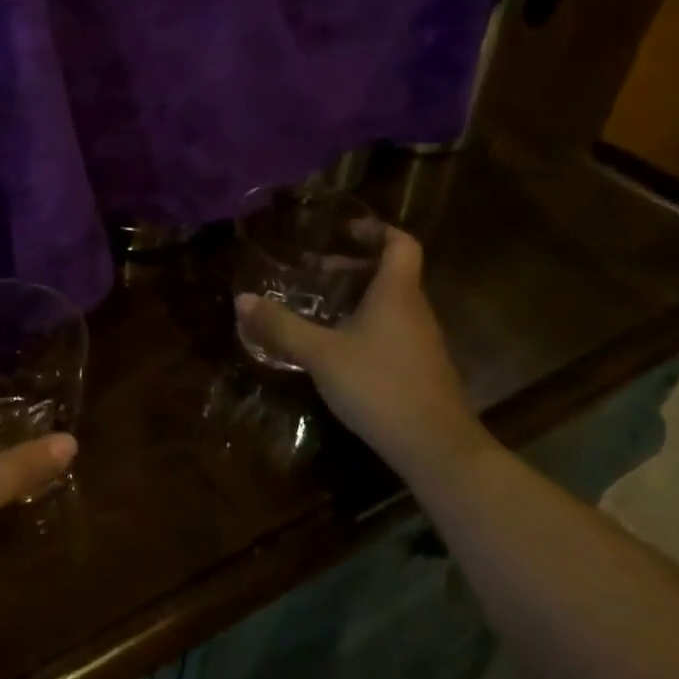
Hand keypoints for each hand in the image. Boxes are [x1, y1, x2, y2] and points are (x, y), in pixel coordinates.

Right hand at [235, 227, 486, 483]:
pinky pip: (391, 330)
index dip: (376, 229)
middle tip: (315, 271)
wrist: (436, 449)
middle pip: (391, 272)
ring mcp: (421, 341)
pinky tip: (338, 347)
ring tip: (320, 306)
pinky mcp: (419, 368)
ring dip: (358, 297)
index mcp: (396, 293)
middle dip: (353, 266)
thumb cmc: (379, 386)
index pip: (400, 243)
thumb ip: (282, 326)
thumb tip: (242, 300)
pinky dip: (365, 325)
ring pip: (390, 304)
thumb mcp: (321, 355)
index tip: (344, 230)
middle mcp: (414, 309)